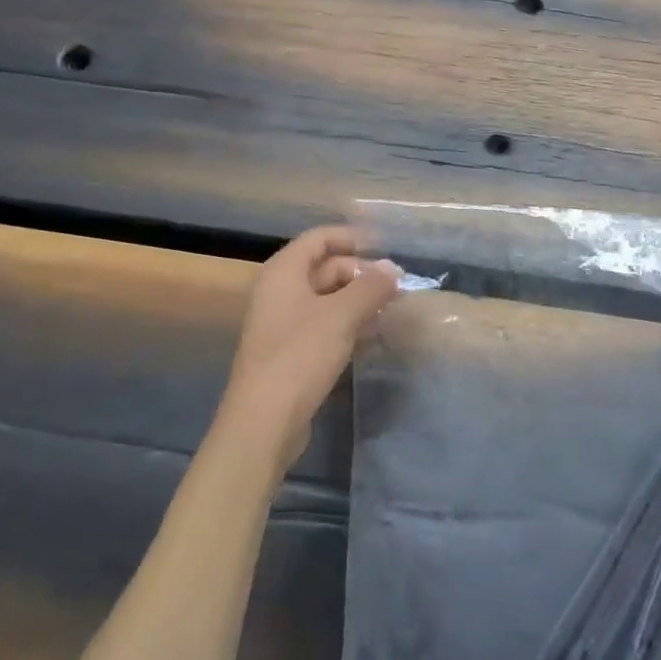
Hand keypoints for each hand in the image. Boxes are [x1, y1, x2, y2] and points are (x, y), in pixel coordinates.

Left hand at [220, 225, 402, 464]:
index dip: (352, 237)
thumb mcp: (342, 316)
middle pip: (325, 268)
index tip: (386, 247)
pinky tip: (372, 336)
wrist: (263, 422)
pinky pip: (323, 325)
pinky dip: (348, 324)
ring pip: (327, 299)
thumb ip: (371, 287)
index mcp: (284, 273)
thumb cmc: (300, 356)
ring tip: (391, 310)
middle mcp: (279, 292)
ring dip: (358, 301)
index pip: (319, 238)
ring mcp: (283, 324)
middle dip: (361, 274)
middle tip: (397, 287)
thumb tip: (393, 268)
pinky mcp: (290, 352)